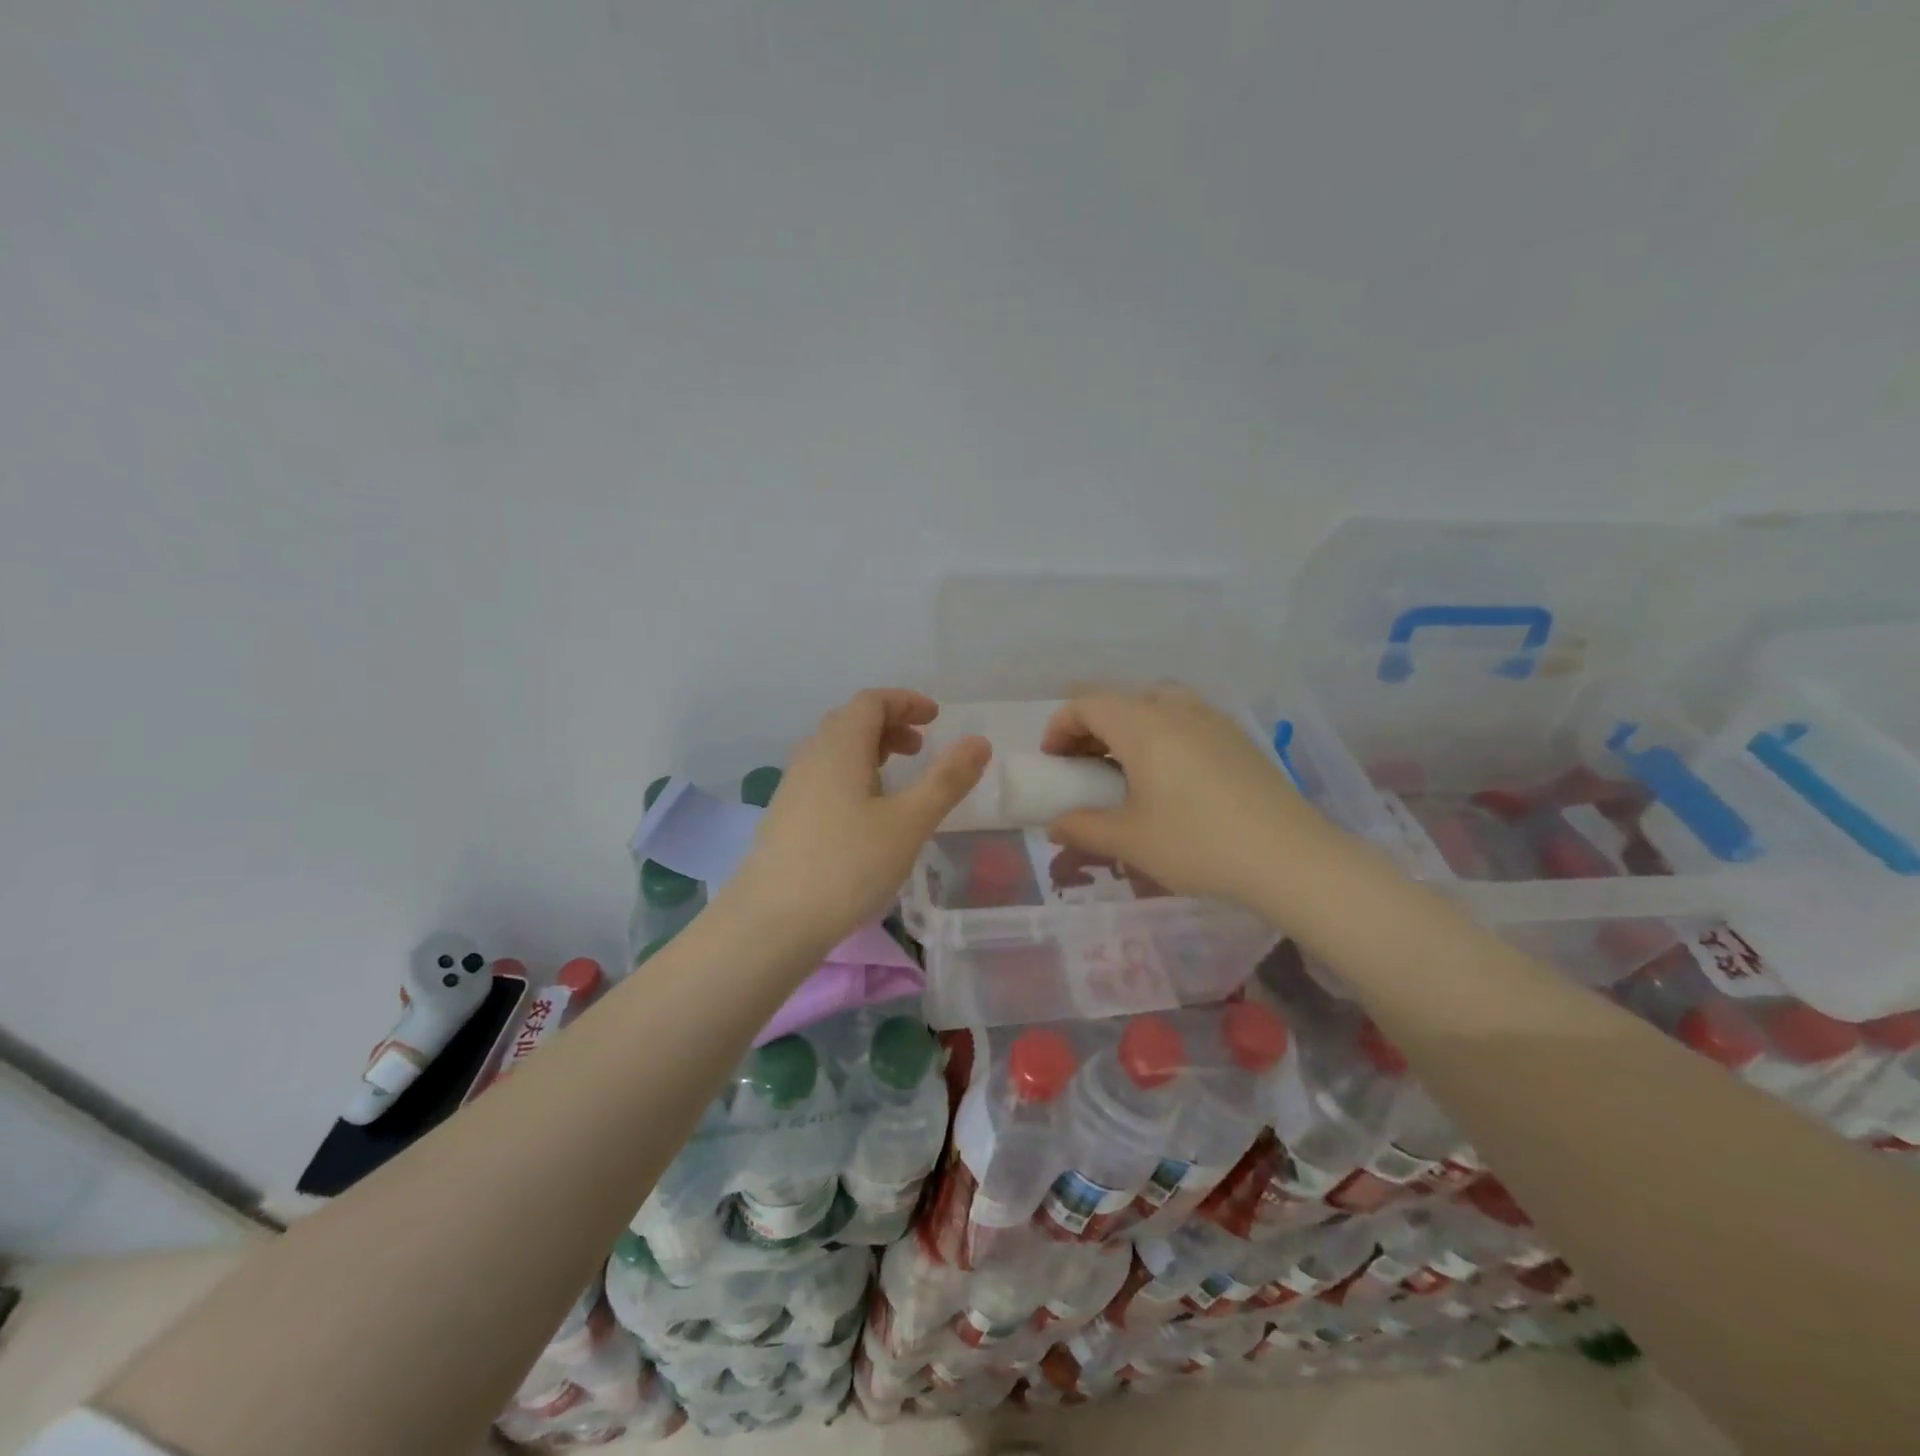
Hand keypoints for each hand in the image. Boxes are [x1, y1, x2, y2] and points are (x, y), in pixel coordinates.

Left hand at [721, 689, 990, 951]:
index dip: (906, 702)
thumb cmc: (847, 866)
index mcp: (839, 747)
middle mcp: (811, 757)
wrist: (771, 922)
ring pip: (834, 750)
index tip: (936, 718)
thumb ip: (946, 780)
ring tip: (897, 779)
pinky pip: (823, 777)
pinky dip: (851, 776)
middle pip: (850, 721)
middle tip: (920, 748)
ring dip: (869, 751)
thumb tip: (979, 742)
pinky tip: (865, 815)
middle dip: (890, 725)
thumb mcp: (909, 823)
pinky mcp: (785, 817)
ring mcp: (792, 787)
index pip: (871, 701)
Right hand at [1041, 684, 1331, 909]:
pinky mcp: (1237, 739)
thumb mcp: (1129, 841)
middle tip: (1085, 766)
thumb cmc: (1197, 843)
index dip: (1060, 726)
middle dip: (1093, 727)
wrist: (1290, 858)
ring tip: (1127, 769)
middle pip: (1121, 700)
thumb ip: (1083, 827)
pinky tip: (1171, 779)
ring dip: (1130, 728)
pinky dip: (1162, 735)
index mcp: (1142, 726)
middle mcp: (1176, 710)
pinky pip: (1186, 720)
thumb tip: (1055, 825)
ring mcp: (1212, 721)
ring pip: (1157, 705)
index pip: (1087, 703)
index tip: (1054, 762)